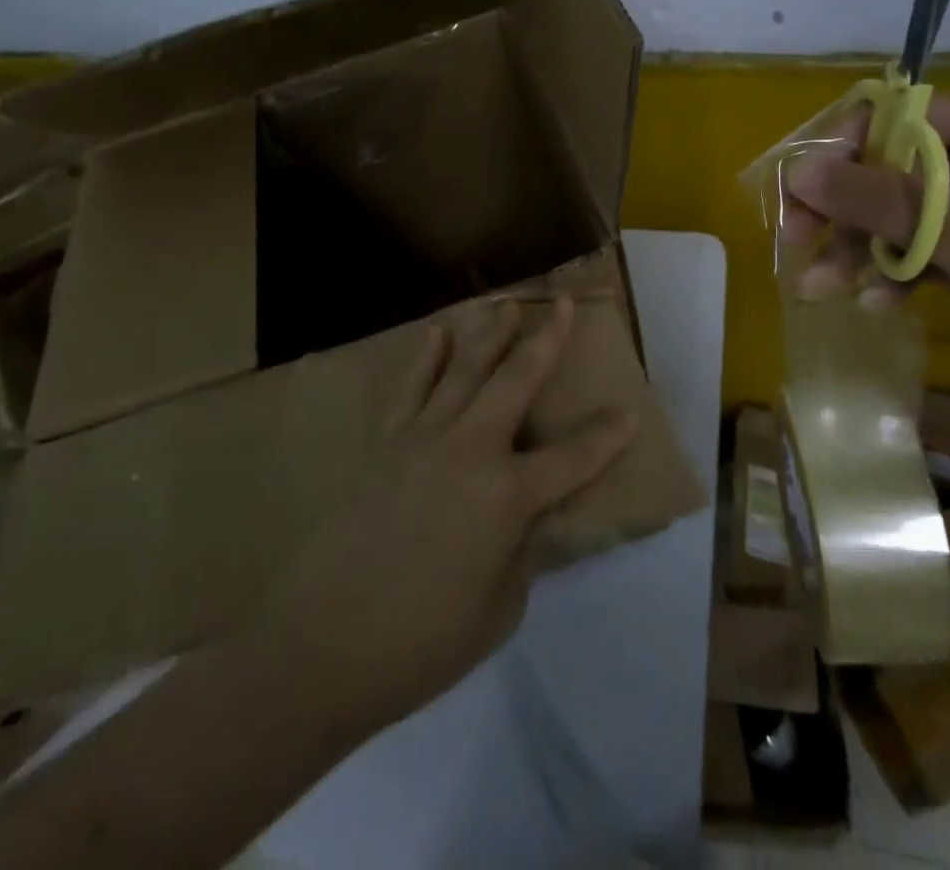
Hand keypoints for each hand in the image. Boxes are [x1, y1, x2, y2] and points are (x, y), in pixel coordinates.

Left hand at [241, 297, 638, 740]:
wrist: (320, 645)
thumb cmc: (421, 644)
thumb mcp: (498, 611)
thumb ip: (523, 555)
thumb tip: (534, 523)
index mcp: (506, 497)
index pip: (572, 459)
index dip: (606, 437)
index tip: (629, 412)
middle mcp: (469, 450)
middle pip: (516, 382)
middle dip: (546, 341)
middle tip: (563, 303)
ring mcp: (422, 439)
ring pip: (463, 370)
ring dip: (488, 334)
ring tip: (505, 304)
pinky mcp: (384, 443)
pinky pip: (408, 388)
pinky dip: (423, 358)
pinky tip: (434, 334)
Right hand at [779, 94, 949, 437]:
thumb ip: (884, 202)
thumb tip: (799, 170)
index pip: (897, 116)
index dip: (844, 144)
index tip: (805, 187)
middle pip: (881, 169)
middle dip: (838, 208)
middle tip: (795, 240)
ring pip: (884, 218)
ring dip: (850, 250)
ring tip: (819, 289)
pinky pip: (903, 256)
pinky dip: (882, 276)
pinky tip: (876, 306)